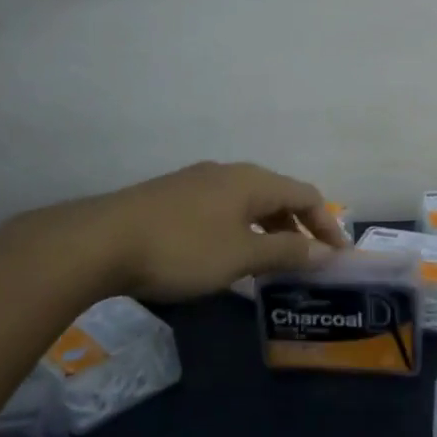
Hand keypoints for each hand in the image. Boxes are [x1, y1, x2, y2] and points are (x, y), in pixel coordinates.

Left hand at [7, 162, 350, 301]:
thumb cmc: (182, 249)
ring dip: (268, 231)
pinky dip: (240, 231)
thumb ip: (286, 253)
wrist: (98, 242)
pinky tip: (227, 256)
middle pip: (277, 196)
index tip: (338, 255)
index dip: (327, 224)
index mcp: (252, 181)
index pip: (306, 195)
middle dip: (298, 228)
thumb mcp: (241, 256)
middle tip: (307, 262)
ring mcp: (196, 183)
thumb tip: (324, 253)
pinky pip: (222, 210)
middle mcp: (227, 173)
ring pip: (247, 204)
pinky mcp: (171, 198)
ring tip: (270, 263)